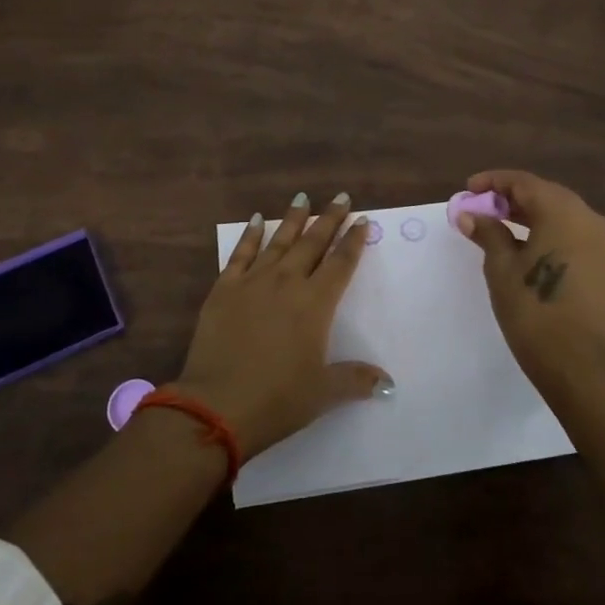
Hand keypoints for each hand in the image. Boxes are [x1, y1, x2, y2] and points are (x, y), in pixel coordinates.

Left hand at [175, 191, 391, 458]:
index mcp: (315, 304)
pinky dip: (250, 235)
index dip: (353, 241)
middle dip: (329, 219)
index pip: (340, 264)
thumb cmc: (276, 400)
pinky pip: (241, 254)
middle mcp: (286, 283)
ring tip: (302, 198)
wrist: (216, 406)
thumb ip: (354, 379)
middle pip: (312, 243)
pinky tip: (256, 219)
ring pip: (278, 242)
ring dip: (293, 219)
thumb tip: (387, 383)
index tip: (362, 220)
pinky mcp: (224, 289)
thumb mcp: (322, 393)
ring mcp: (253, 282)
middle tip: (340, 197)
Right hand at [458, 169, 604, 394]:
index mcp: (563, 211)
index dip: (493, 182)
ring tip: (499, 226)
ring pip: (561, 213)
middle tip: (481, 209)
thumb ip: (488, 232)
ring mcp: (603, 241)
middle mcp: (589, 217)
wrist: (577, 363)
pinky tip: (526, 245)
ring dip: (531, 215)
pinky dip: (549, 231)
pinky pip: (574, 233)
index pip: (524, 182)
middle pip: (545, 194)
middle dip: (511, 198)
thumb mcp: (501, 267)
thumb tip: (470, 215)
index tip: (469, 190)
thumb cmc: (533, 309)